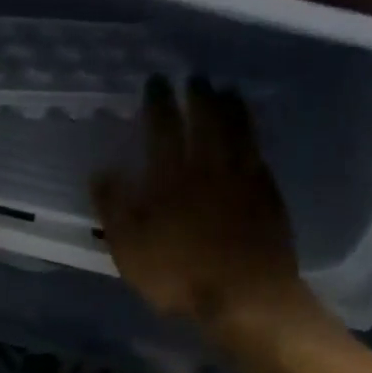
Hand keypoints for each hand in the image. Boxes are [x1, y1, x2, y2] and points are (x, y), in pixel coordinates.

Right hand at [92, 76, 312, 338]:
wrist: (244, 295)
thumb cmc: (178, 276)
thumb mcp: (129, 248)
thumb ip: (114, 208)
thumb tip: (102, 172)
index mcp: (170, 178)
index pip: (163, 128)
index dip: (158, 103)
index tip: (156, 83)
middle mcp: (209, 167)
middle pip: (206, 120)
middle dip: (198, 96)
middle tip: (195, 77)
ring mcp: (244, 178)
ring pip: (238, 131)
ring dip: (231, 107)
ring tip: (227, 90)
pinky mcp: (269, 194)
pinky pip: (259, 153)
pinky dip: (252, 137)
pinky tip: (250, 135)